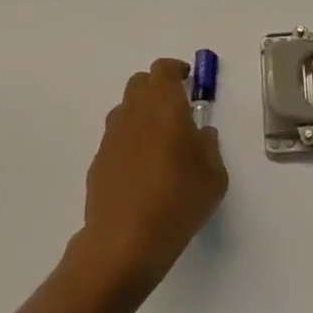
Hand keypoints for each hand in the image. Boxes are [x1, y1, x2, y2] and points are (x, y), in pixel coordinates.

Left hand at [79, 58, 227, 290]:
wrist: (124, 243)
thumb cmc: (178, 201)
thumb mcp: (214, 176)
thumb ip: (210, 146)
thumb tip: (201, 134)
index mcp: (164, 106)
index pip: (163, 69)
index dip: (176, 70)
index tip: (188, 80)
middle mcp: (134, 114)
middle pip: (140, 83)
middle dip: (157, 88)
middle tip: (176, 109)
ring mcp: (111, 138)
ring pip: (125, 110)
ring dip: (141, 114)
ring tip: (159, 141)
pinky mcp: (98, 163)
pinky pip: (116, 139)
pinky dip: (129, 142)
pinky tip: (141, 171)